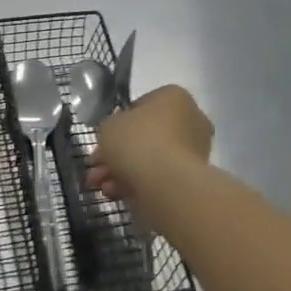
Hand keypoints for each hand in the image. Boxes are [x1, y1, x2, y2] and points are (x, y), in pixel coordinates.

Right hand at [89, 85, 213, 230]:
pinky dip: (137, 184)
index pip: (142, 106)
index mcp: (174, 97)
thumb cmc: (137, 142)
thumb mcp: (109, 125)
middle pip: (145, 135)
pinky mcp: (192, 178)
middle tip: (96, 166)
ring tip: (100, 186)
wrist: (166, 185)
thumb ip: (111, 127)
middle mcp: (190, 119)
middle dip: (117, 153)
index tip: (103, 139)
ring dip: (122, 171)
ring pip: (150, 158)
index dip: (118, 123)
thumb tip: (117, 137)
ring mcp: (194, 151)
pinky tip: (115, 193)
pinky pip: (159, 176)